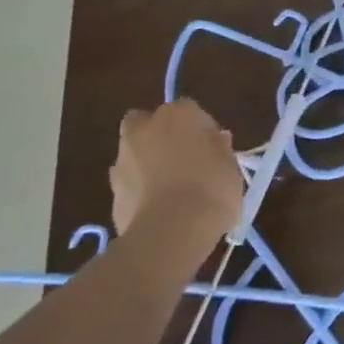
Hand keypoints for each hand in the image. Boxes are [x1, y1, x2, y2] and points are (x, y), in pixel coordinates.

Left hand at [110, 99, 244, 246]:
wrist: (170, 233)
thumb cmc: (211, 189)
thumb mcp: (231, 166)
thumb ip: (220, 149)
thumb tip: (215, 141)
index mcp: (178, 114)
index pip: (190, 110)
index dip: (202, 129)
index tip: (214, 149)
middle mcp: (145, 129)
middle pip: (148, 123)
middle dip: (160, 135)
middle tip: (182, 158)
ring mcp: (123, 161)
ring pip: (135, 153)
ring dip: (148, 164)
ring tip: (171, 189)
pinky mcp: (112, 192)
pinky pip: (130, 183)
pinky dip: (140, 190)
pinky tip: (158, 208)